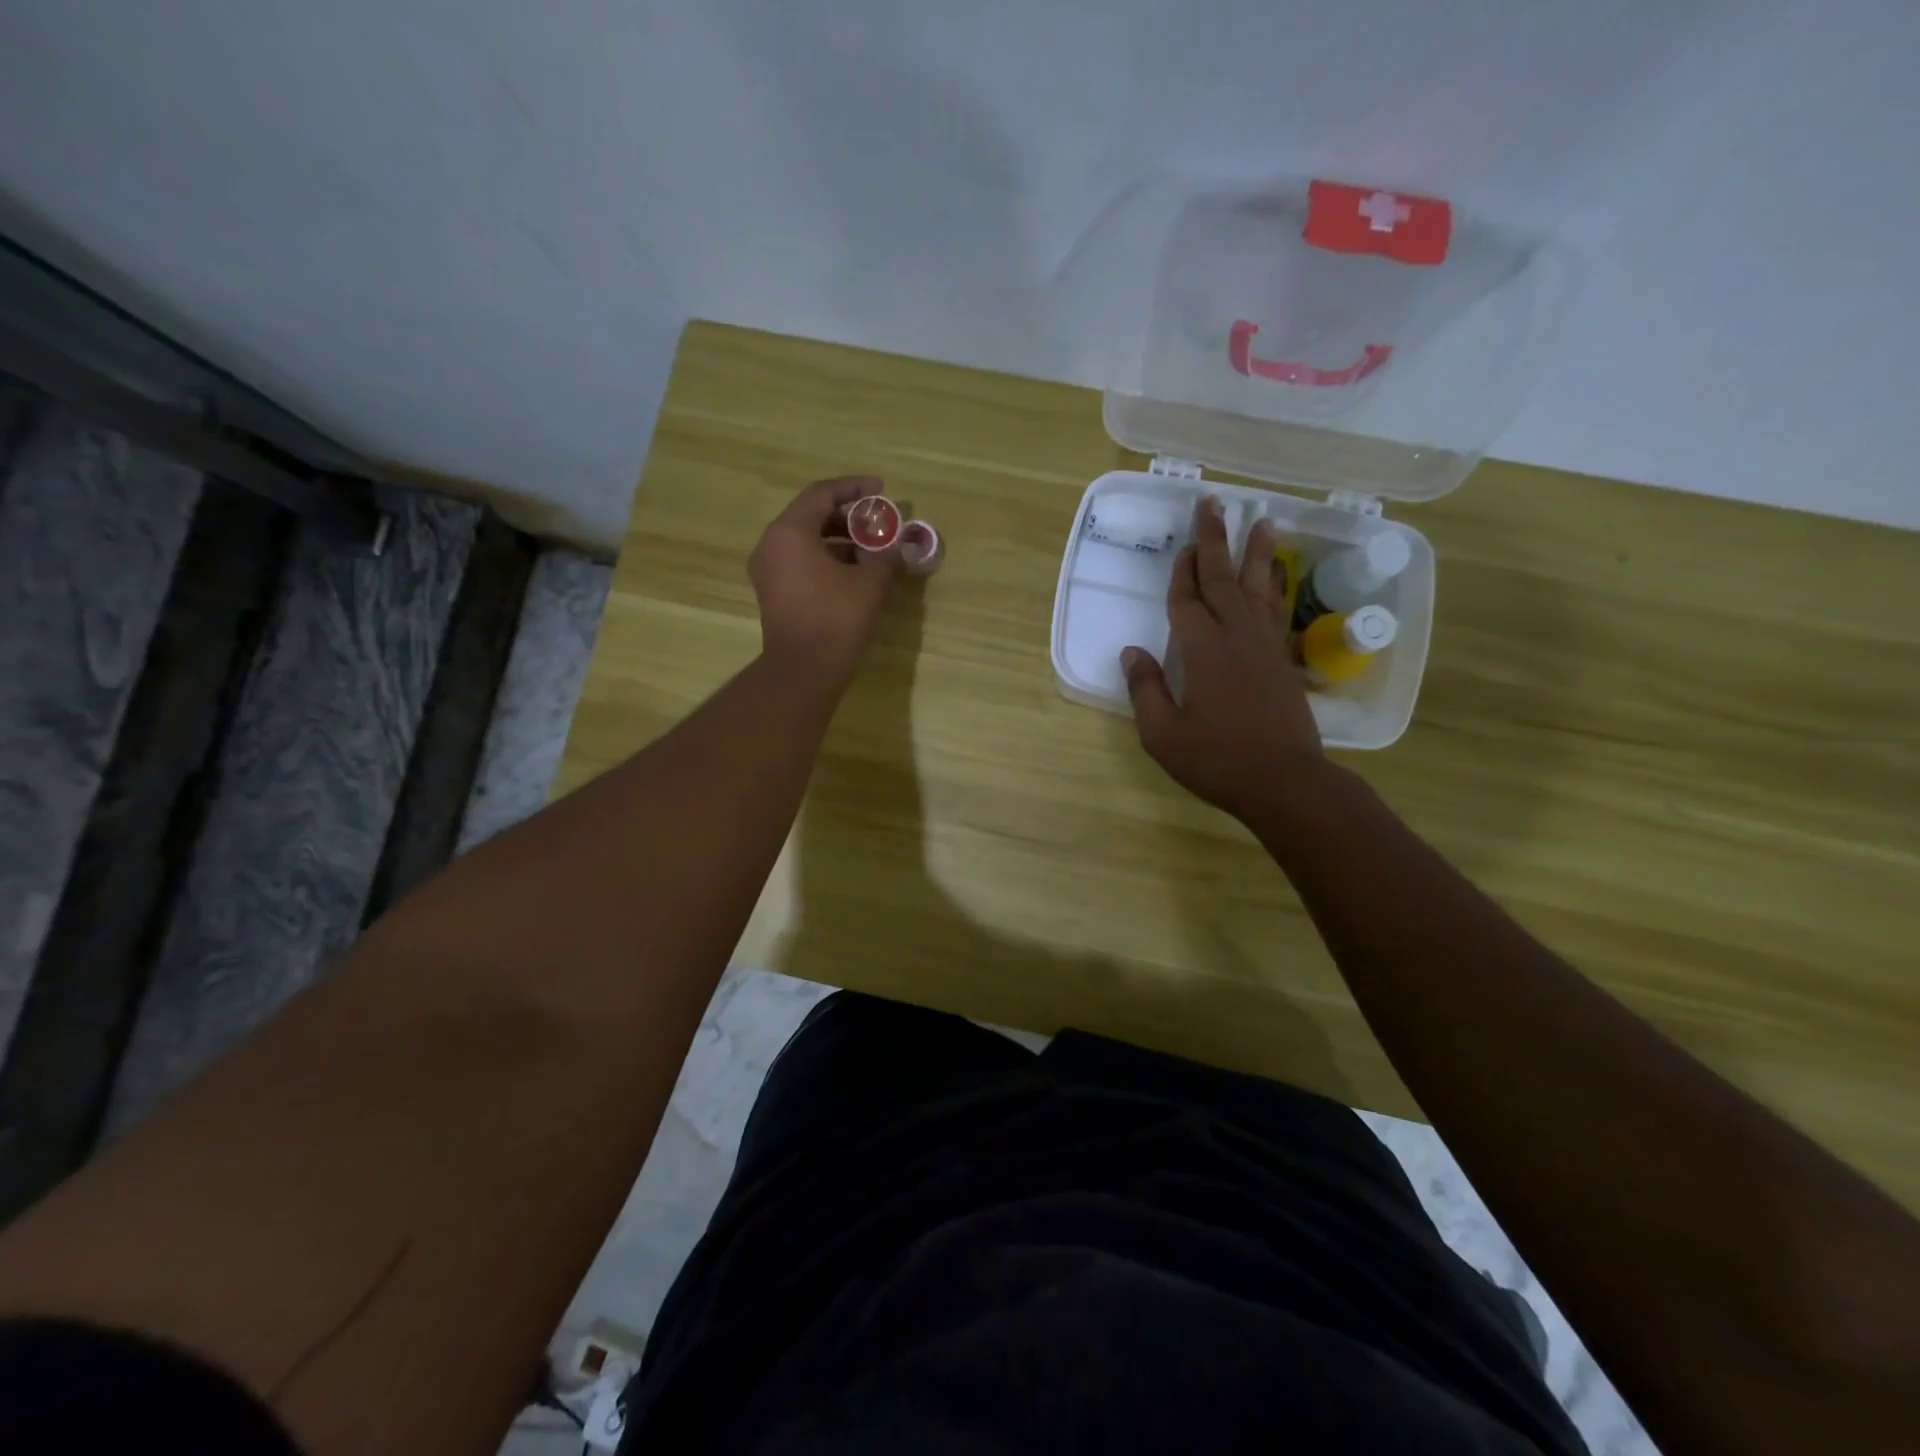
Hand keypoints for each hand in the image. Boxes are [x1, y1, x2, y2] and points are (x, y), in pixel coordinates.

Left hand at [749, 476, 902, 681]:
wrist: (804, 670)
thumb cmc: (836, 619)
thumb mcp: (870, 583)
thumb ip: (886, 555)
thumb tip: (898, 546)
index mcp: (790, 532)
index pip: (822, 494)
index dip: (855, 488)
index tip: (882, 490)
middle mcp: (772, 544)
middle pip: (811, 515)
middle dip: (848, 515)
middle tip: (879, 521)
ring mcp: (769, 570)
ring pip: (806, 540)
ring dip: (840, 538)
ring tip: (873, 546)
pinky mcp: (774, 593)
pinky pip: (801, 561)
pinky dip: (828, 558)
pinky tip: (856, 570)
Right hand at [1121, 498, 1323, 823]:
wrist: (1285, 782)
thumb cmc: (1217, 760)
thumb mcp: (1163, 734)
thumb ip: (1144, 690)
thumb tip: (1130, 653)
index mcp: (1201, 651)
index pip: (1186, 601)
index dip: (1181, 573)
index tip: (1181, 546)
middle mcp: (1235, 637)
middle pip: (1222, 578)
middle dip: (1215, 540)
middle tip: (1213, 504)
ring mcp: (1264, 646)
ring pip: (1257, 587)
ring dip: (1255, 553)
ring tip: (1260, 521)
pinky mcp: (1282, 661)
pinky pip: (1276, 611)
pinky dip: (1275, 587)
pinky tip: (1275, 576)